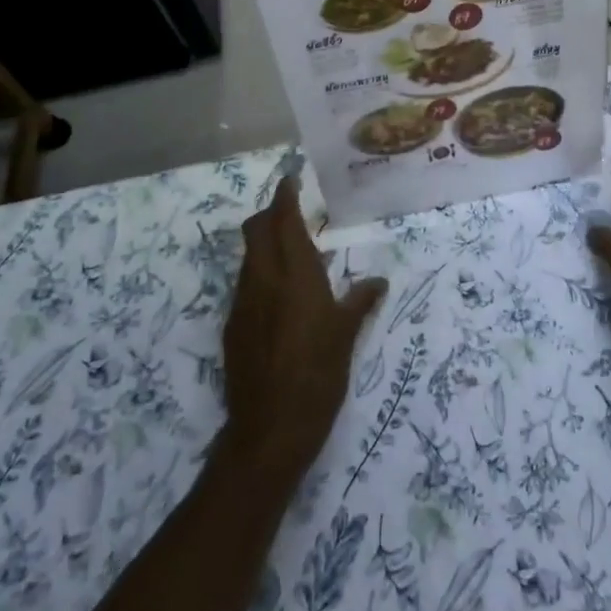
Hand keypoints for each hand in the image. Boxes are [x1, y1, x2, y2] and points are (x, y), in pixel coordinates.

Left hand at [221, 176, 386, 485]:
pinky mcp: (232, 327)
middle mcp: (262, 280)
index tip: (292, 179)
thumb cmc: (318, 376)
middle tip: (292, 212)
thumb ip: (360, 301)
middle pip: (255, 230)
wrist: (269, 430)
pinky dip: (260, 275)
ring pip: (248, 257)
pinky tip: (279, 296)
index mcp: (294, 274)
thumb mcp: (346, 336)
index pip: (282, 220)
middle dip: (269, 214)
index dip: (284, 195)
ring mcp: (242, 303)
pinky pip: (245, 285)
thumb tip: (378, 282)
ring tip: (291, 254)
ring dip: (264, 244)